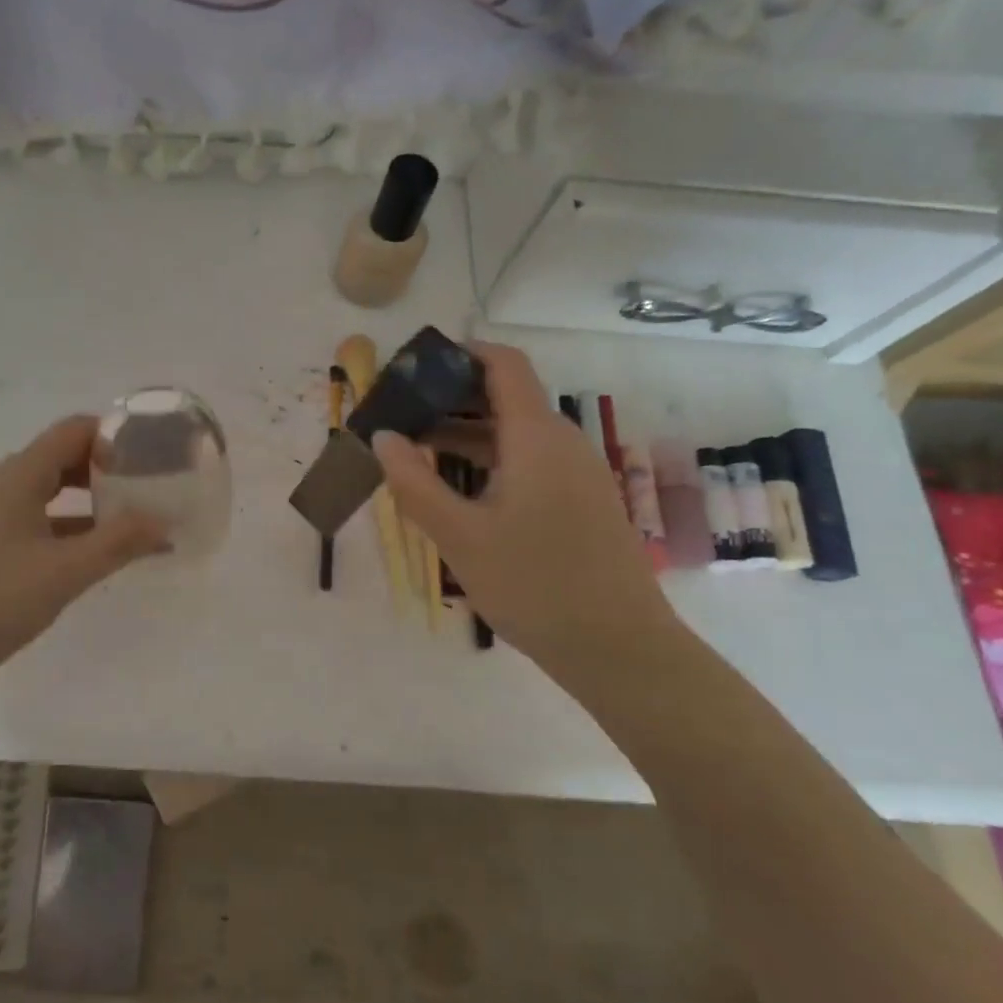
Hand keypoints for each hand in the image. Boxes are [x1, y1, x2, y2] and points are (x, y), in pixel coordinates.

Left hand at [0, 416, 167, 696]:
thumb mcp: (64, 571)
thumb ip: (118, 542)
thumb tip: (164, 521)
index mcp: (20, 475)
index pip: (76, 430)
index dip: (116, 436)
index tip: (154, 458)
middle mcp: (5, 485)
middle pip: (65, 457)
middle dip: (111, 469)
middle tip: (153, 489)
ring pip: (53, 492)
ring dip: (93, 501)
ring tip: (135, 521)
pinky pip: (40, 522)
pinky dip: (72, 529)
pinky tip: (97, 555)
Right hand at [372, 343, 678, 672]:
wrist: (619, 649)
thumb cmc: (534, 584)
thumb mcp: (460, 536)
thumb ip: (414, 482)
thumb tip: (382, 437)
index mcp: (536, 436)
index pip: (503, 364)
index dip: (460, 353)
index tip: (414, 366)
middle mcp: (562, 442)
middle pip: (505, 396)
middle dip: (451, 397)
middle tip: (401, 413)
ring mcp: (576, 473)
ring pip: (515, 433)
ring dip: (466, 433)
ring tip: (415, 449)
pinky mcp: (581, 502)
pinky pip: (529, 461)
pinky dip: (490, 460)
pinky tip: (457, 488)